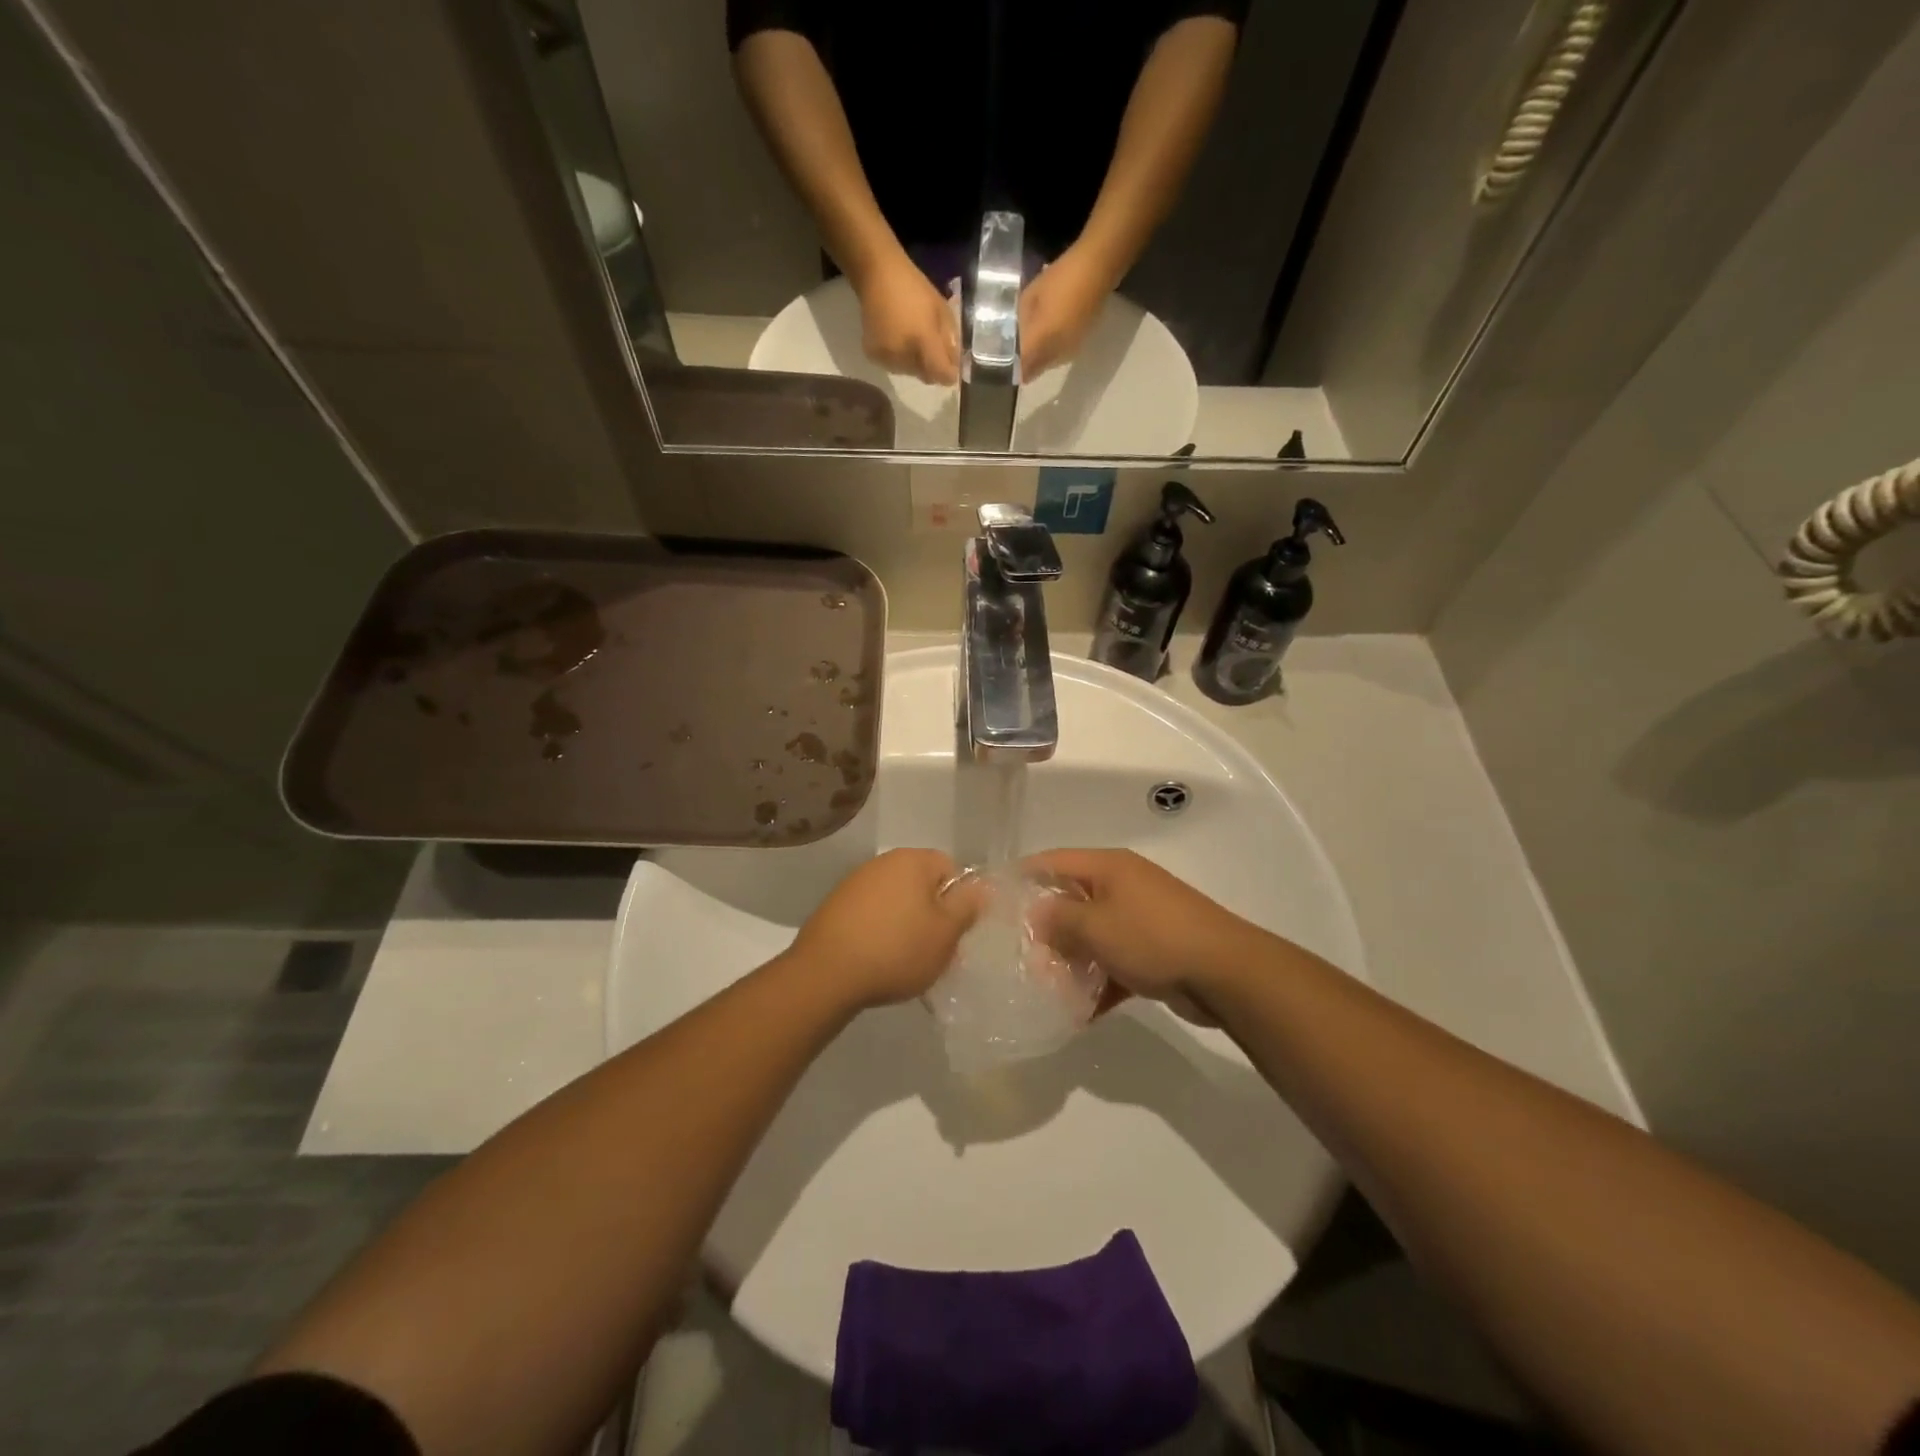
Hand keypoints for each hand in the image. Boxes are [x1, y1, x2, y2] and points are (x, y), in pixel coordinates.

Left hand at [787, 848, 980, 1009]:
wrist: (827, 973)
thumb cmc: (897, 950)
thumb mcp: (945, 933)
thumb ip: (967, 906)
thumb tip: (980, 887)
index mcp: (912, 860)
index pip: (950, 867)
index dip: (959, 898)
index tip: (955, 930)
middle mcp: (882, 862)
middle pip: (921, 883)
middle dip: (931, 912)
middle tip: (934, 948)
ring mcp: (854, 882)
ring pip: (895, 900)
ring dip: (904, 923)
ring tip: (904, 958)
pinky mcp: (834, 906)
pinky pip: (870, 914)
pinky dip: (879, 931)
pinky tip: (877, 958)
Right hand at [851, 253, 959, 385]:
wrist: (877, 274)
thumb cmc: (914, 287)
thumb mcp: (941, 309)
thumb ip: (950, 340)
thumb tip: (955, 365)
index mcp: (923, 340)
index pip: (941, 374)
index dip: (949, 375)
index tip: (953, 369)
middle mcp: (904, 355)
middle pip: (926, 376)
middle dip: (932, 367)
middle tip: (931, 348)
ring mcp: (886, 357)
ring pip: (910, 373)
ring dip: (915, 363)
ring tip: (912, 341)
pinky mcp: (873, 356)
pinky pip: (894, 367)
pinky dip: (899, 359)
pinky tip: (898, 340)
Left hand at [1018, 246, 1114, 377]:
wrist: (1097, 269)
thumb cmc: (1059, 278)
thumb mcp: (1030, 298)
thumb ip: (1021, 324)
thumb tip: (1015, 340)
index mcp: (1042, 342)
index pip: (1024, 370)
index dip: (1013, 370)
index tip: (1004, 363)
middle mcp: (1057, 354)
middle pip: (1036, 370)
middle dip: (1026, 363)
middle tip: (1016, 348)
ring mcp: (1071, 350)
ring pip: (1049, 363)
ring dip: (1040, 356)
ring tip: (1033, 338)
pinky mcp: (1081, 343)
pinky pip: (1061, 354)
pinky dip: (1052, 348)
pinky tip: (1050, 331)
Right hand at [1023, 849, 1270, 1008]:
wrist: (1226, 973)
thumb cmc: (1152, 937)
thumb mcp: (1095, 926)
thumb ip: (1057, 919)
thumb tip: (1034, 916)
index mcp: (1108, 867)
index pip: (1053, 861)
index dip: (1021, 875)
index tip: (992, 899)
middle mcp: (1123, 887)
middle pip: (1071, 901)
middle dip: (1044, 928)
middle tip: (1016, 954)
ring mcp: (1141, 920)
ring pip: (1092, 936)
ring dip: (1070, 961)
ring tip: (1044, 988)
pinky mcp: (1155, 952)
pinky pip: (1115, 964)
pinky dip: (1099, 984)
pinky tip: (1079, 1015)